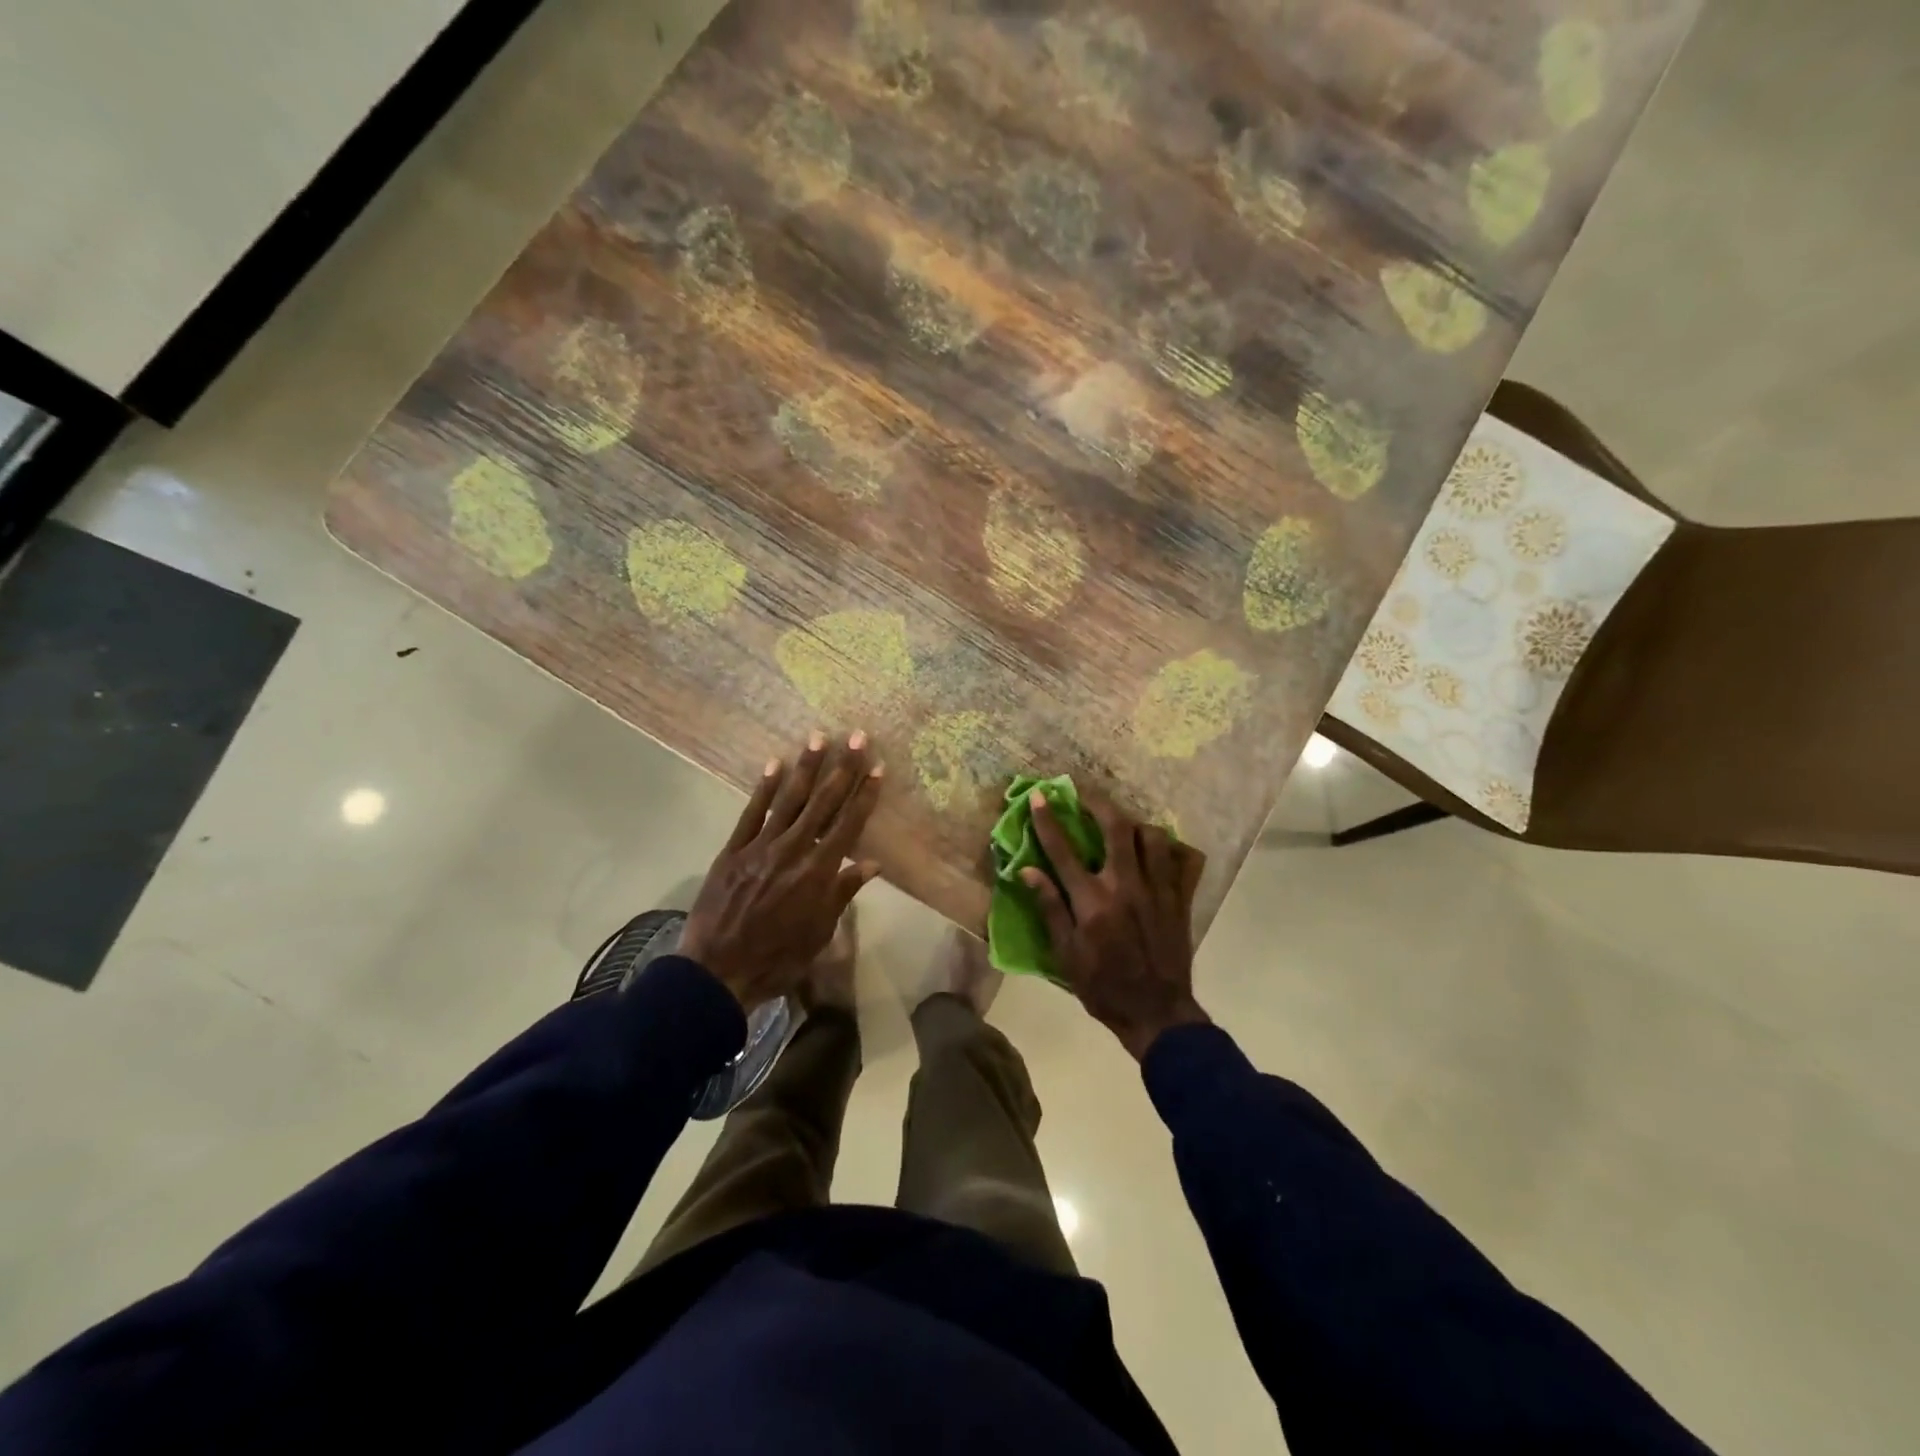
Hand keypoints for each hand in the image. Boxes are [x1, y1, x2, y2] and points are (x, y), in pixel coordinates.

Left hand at [682, 731, 883, 1008]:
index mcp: (819, 872)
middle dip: (842, 768)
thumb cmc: (777, 959)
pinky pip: (751, 813)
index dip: (864, 794)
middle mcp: (793, 850)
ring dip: (806, 767)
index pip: (849, 824)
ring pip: (789, 800)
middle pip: (823, 803)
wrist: (717, 972)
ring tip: (818, 737)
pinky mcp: (733, 850)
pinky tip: (774, 764)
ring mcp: (761, 846)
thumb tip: (872, 863)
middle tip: (855, 736)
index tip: (876, 766)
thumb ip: (843, 893)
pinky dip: (764, 788)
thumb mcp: (819, 933)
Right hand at [1024, 789, 1209, 1060]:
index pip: (1063, 850)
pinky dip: (1170, 848)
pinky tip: (1158, 849)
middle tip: (1085, 794)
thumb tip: (1028, 871)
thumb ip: (1050, 908)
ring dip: (1134, 822)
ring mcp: (1158, 890)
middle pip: (1116, 827)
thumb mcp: (1066, 955)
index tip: (1039, 796)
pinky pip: (1181, 860)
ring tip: (1122, 824)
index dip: (1047, 820)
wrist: (1157, 1014)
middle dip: (1098, 803)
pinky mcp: (1180, 899)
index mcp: (1093, 901)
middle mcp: (1126, 886)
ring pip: (1152, 836)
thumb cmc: (1103, 987)